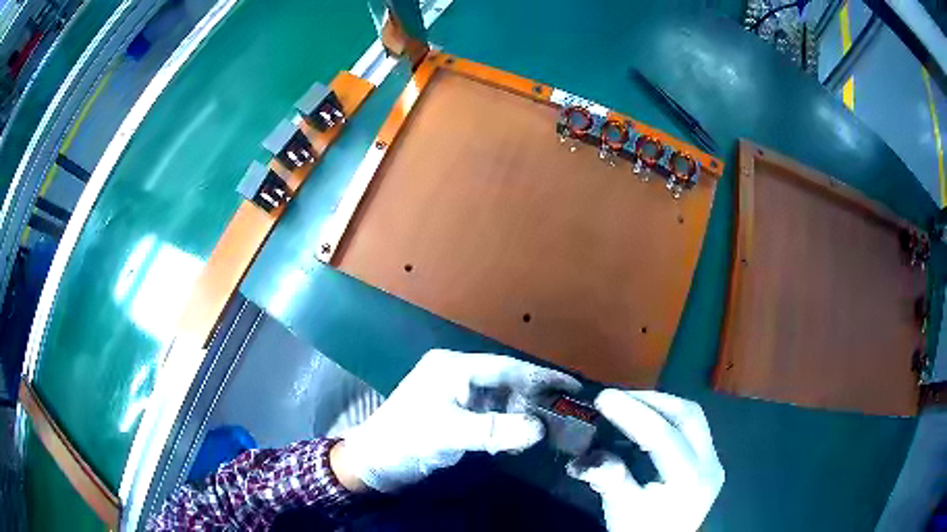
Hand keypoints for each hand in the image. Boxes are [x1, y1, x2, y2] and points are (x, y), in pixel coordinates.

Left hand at [334, 349, 580, 492]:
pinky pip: (489, 413)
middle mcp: (456, 374)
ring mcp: (455, 394)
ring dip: (522, 412)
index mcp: (453, 367)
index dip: (541, 377)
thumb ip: (495, 430)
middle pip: (505, 381)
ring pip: (499, 398)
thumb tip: (539, 429)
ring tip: (550, 425)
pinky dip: (506, 423)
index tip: (572, 386)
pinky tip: (520, 435)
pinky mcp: (454, 413)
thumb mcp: (450, 433)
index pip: (506, 368)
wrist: (374, 461)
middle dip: (535, 395)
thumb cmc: (407, 439)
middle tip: (567, 410)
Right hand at [567, 389, 723, 531]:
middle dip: (651, 400)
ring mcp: (714, 461)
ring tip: (631, 404)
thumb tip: (590, 456)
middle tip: (618, 397)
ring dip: (662, 405)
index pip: (663, 436)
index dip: (633, 413)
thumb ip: (610, 480)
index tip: (604, 398)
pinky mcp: (710, 461)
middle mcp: (710, 464)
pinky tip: (649, 420)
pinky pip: (693, 427)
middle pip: (687, 416)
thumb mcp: (622, 511)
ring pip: (694, 417)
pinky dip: (670, 417)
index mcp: (689, 479)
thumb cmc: (641, 530)